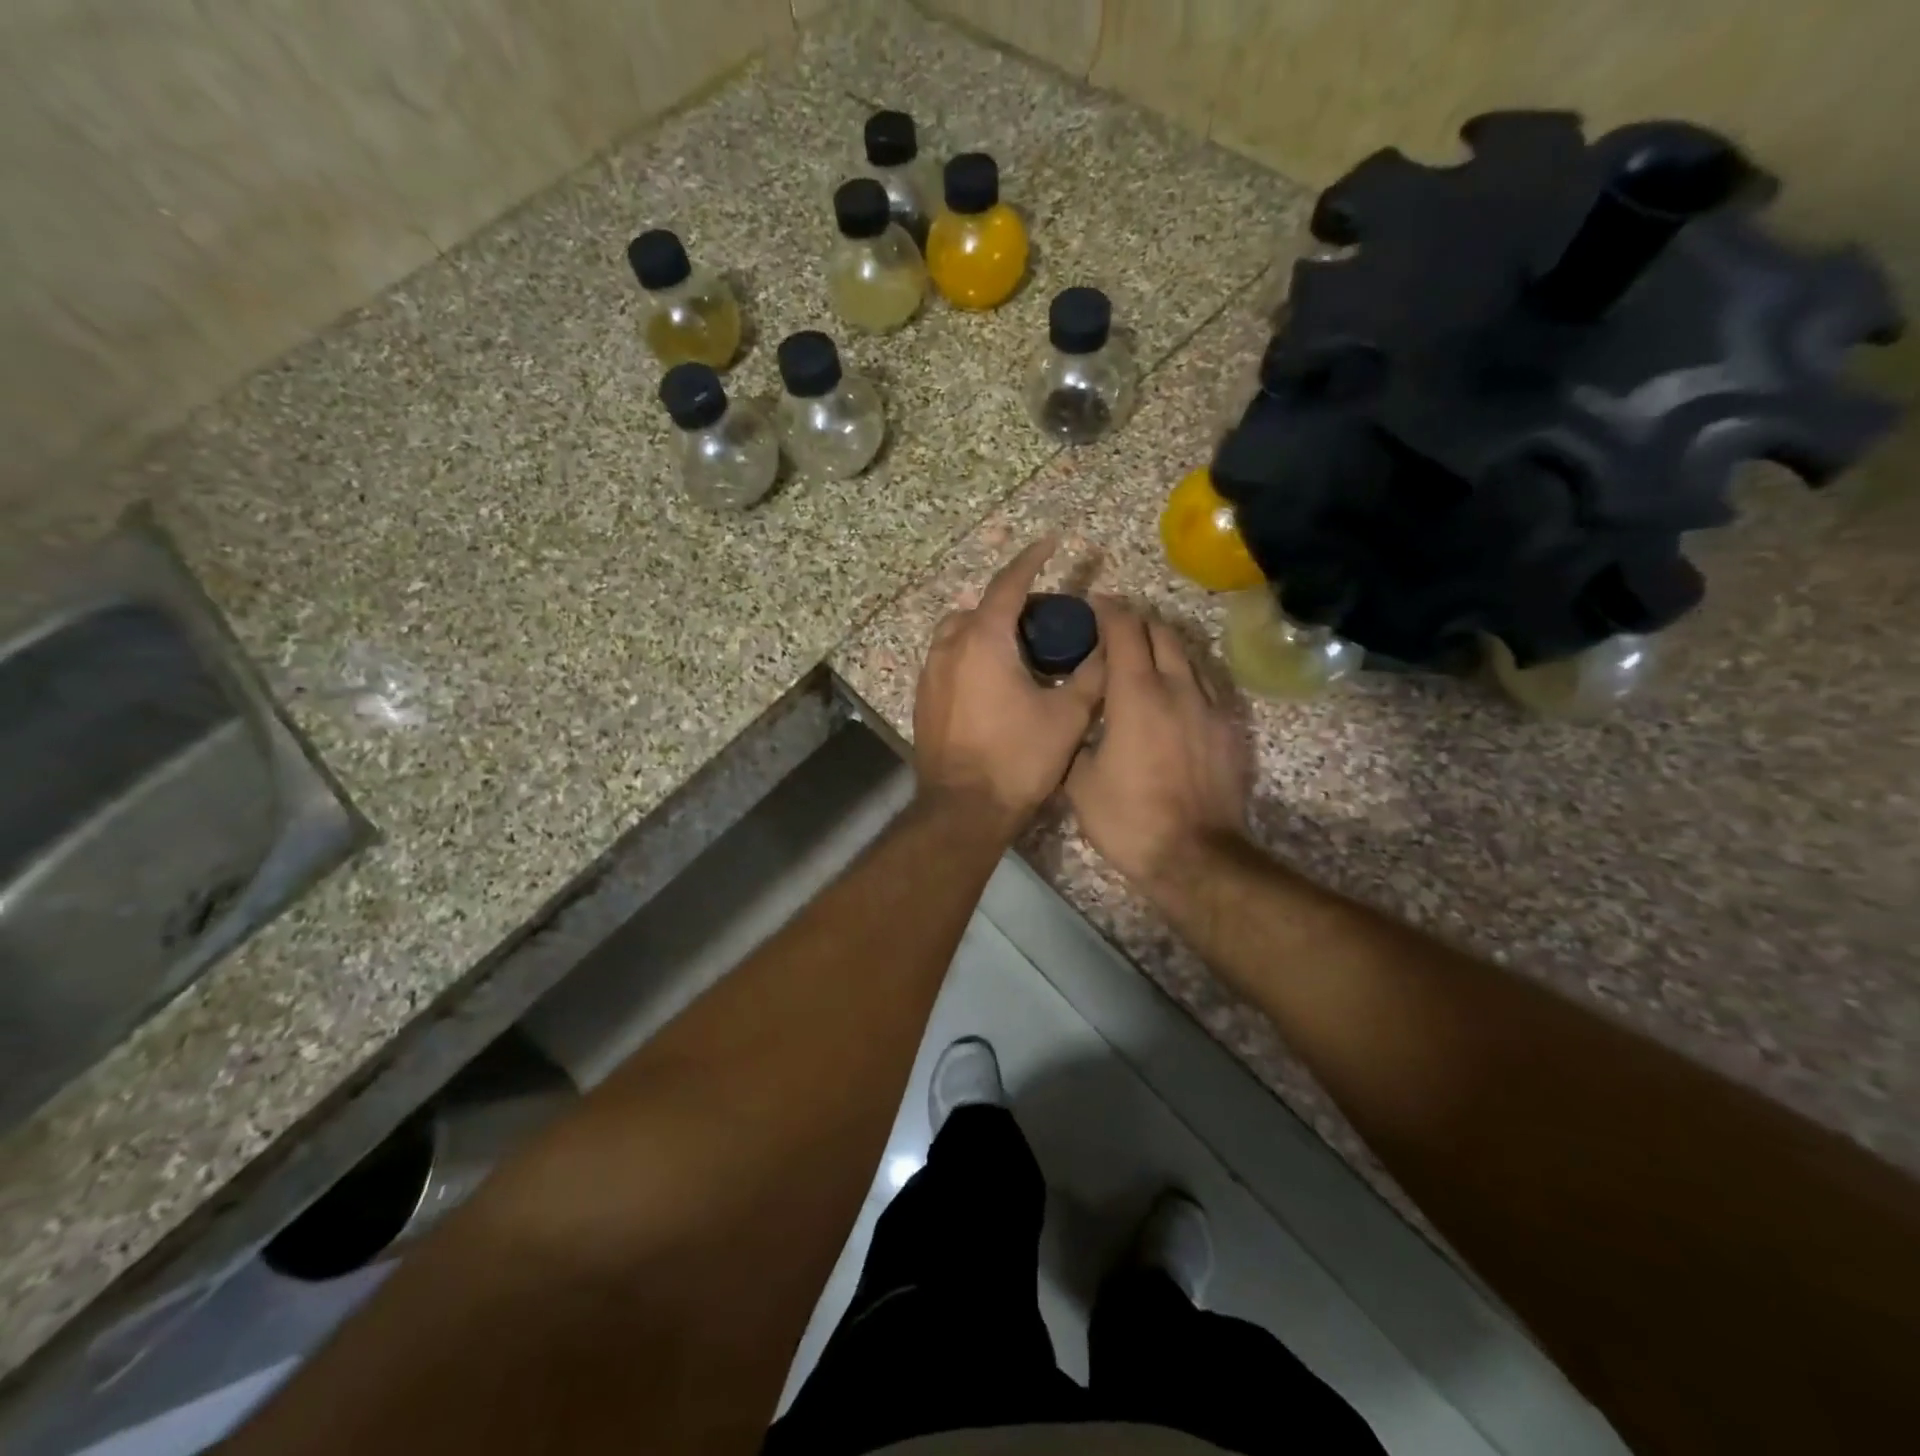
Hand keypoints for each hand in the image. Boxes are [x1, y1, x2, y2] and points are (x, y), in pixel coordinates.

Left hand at [914, 538, 1106, 834]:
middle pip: (978, 607)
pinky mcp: (923, 700)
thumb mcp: (1068, 716)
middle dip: (1009, 603)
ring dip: (985, 629)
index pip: (1009, 584)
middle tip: (1042, 619)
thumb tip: (1109, 647)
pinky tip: (993, 682)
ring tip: (1017, 650)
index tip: (1051, 542)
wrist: (963, 809)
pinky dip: (969, 655)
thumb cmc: (1018, 759)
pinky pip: (946, 661)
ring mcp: (930, 675)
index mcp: (983, 640)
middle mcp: (949, 648)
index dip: (1032, 559)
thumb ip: (1092, 675)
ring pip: (957, 633)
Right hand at [1066, 599, 1250, 902]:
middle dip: (1137, 621)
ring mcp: (1210, 707)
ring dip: (1164, 645)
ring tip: (1145, 655)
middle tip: (1115, 628)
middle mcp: (1178, 688)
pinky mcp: (1230, 729)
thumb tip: (1079, 719)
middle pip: (1161, 632)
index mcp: (1136, 695)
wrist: (1195, 857)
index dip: (1108, 610)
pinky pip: (1208, 686)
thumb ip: (1078, 738)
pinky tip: (1176, 693)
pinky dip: (1187, 676)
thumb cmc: (1128, 819)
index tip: (1093, 604)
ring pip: (1189, 656)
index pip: (1125, 630)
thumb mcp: (1080, 781)